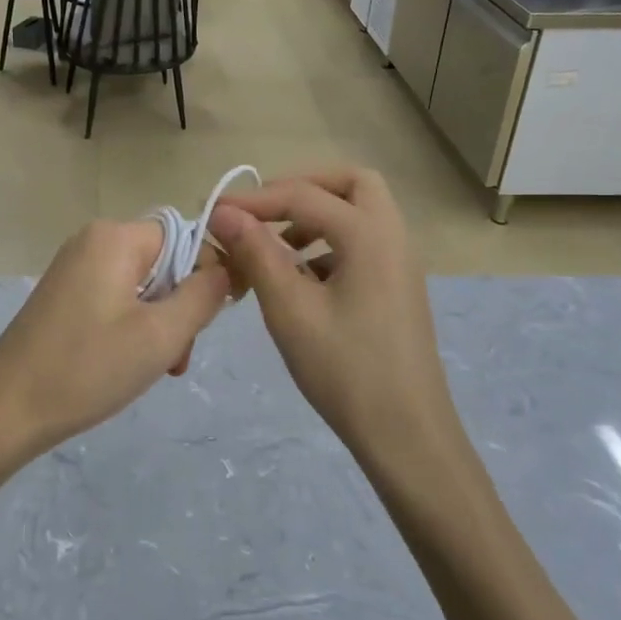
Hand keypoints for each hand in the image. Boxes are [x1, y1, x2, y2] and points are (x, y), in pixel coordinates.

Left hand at [0, 219, 230, 459]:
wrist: (6, 410)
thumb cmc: (88, 368)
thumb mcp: (161, 335)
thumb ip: (203, 295)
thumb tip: (227, 268)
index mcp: (116, 237)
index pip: (186, 238)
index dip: (209, 275)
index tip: (211, 323)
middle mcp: (93, 240)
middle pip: (165, 263)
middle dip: (180, 308)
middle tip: (176, 357)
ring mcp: (74, 266)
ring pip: (143, 285)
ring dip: (160, 324)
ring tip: (158, 368)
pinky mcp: (64, 293)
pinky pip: (117, 297)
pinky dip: (133, 326)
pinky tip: (128, 362)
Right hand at [208, 168, 461, 452]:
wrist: (406, 436)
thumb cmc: (345, 370)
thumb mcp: (290, 310)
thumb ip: (257, 253)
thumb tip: (224, 213)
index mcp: (370, 234)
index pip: (303, 195)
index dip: (254, 200)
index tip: (214, 213)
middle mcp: (392, 236)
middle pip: (350, 183)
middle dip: (301, 188)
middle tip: (262, 212)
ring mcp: (400, 263)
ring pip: (359, 212)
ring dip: (315, 215)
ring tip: (275, 246)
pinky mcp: (396, 288)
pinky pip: (362, 243)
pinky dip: (329, 242)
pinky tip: (300, 279)